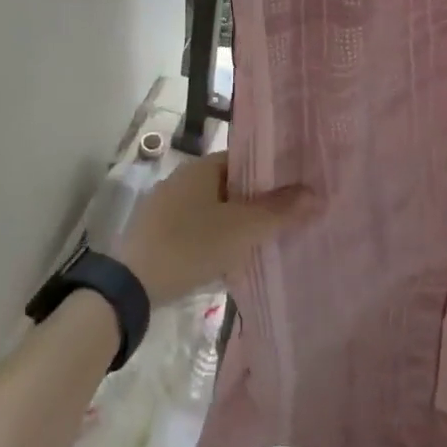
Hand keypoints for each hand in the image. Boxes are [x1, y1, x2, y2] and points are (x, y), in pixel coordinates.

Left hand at [117, 157, 319, 308]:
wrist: (131, 286)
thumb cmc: (191, 245)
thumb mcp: (242, 229)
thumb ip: (280, 211)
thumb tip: (315, 193)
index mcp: (202, 167)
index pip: (244, 160)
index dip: (270, 174)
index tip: (295, 190)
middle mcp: (182, 178)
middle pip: (229, 185)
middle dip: (255, 201)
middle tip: (284, 219)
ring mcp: (166, 205)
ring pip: (213, 208)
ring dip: (235, 221)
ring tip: (262, 240)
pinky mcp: (157, 232)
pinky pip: (196, 227)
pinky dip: (214, 236)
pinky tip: (227, 257)